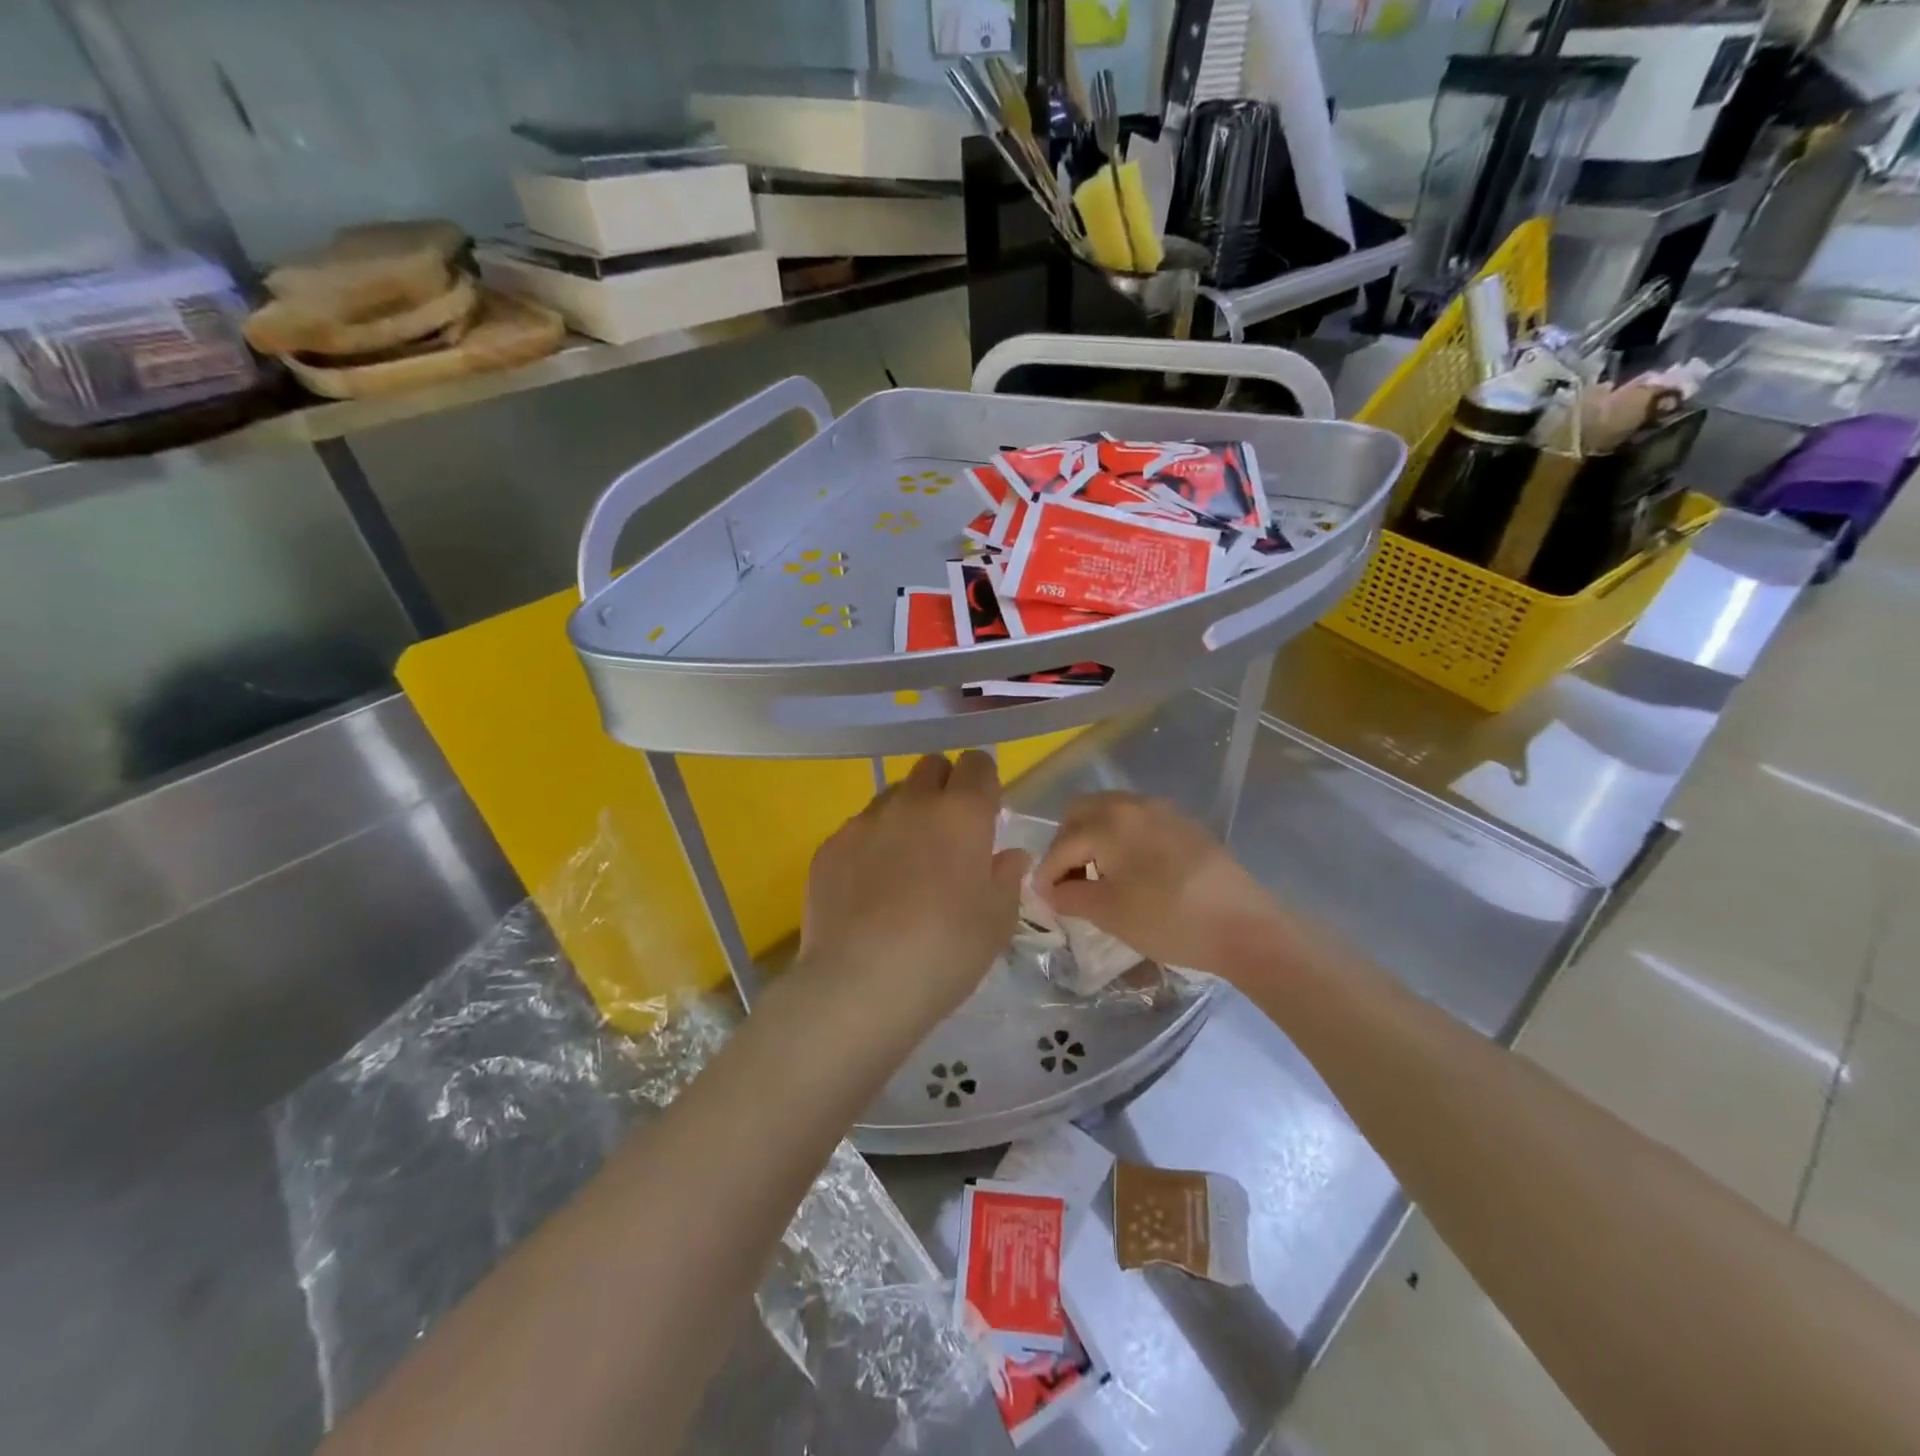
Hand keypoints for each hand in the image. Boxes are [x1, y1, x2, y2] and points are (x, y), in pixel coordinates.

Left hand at [796, 752, 1027, 1034]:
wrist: (860, 984)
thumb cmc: (946, 951)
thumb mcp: (996, 921)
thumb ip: (1006, 878)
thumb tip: (1008, 856)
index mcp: (962, 813)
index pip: (978, 764)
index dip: (983, 782)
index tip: (985, 811)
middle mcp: (912, 803)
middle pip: (931, 767)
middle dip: (944, 787)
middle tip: (948, 832)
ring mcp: (865, 822)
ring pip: (892, 796)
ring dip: (906, 813)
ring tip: (905, 862)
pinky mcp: (830, 846)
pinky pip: (858, 830)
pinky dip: (870, 845)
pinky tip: (868, 888)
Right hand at [1032, 792, 1285, 975]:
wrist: (1244, 926)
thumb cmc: (1169, 920)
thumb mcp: (1109, 913)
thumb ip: (1069, 896)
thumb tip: (1050, 890)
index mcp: (1108, 822)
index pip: (1061, 844)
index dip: (1047, 874)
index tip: (1044, 900)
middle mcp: (1131, 804)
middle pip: (1080, 813)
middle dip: (1066, 844)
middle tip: (1069, 880)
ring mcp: (1161, 810)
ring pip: (1109, 812)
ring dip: (1093, 838)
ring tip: (1099, 877)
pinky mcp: (1184, 823)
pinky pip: (1136, 821)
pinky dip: (1121, 838)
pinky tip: (1132, 872)